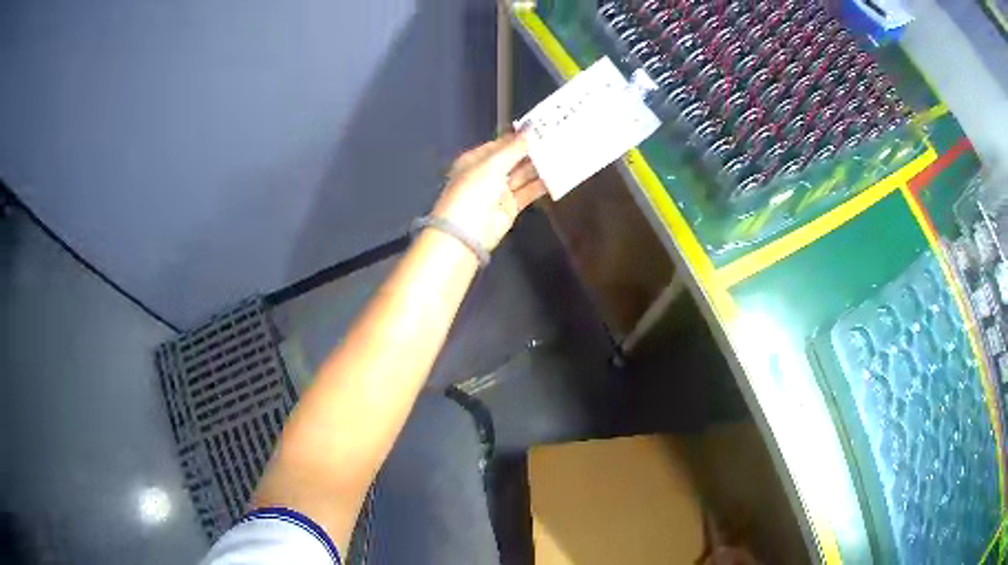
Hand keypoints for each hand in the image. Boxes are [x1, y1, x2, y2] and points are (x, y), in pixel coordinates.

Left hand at [431, 132, 546, 251]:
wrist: (466, 235)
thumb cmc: (473, 193)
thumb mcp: (492, 165)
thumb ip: (514, 147)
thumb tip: (531, 127)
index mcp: (475, 159)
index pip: (501, 143)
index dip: (519, 135)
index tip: (542, 126)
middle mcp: (487, 173)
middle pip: (513, 158)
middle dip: (532, 150)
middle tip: (557, 138)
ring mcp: (499, 190)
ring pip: (522, 174)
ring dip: (540, 165)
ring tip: (561, 153)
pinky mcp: (511, 206)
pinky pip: (528, 191)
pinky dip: (542, 184)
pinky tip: (557, 174)